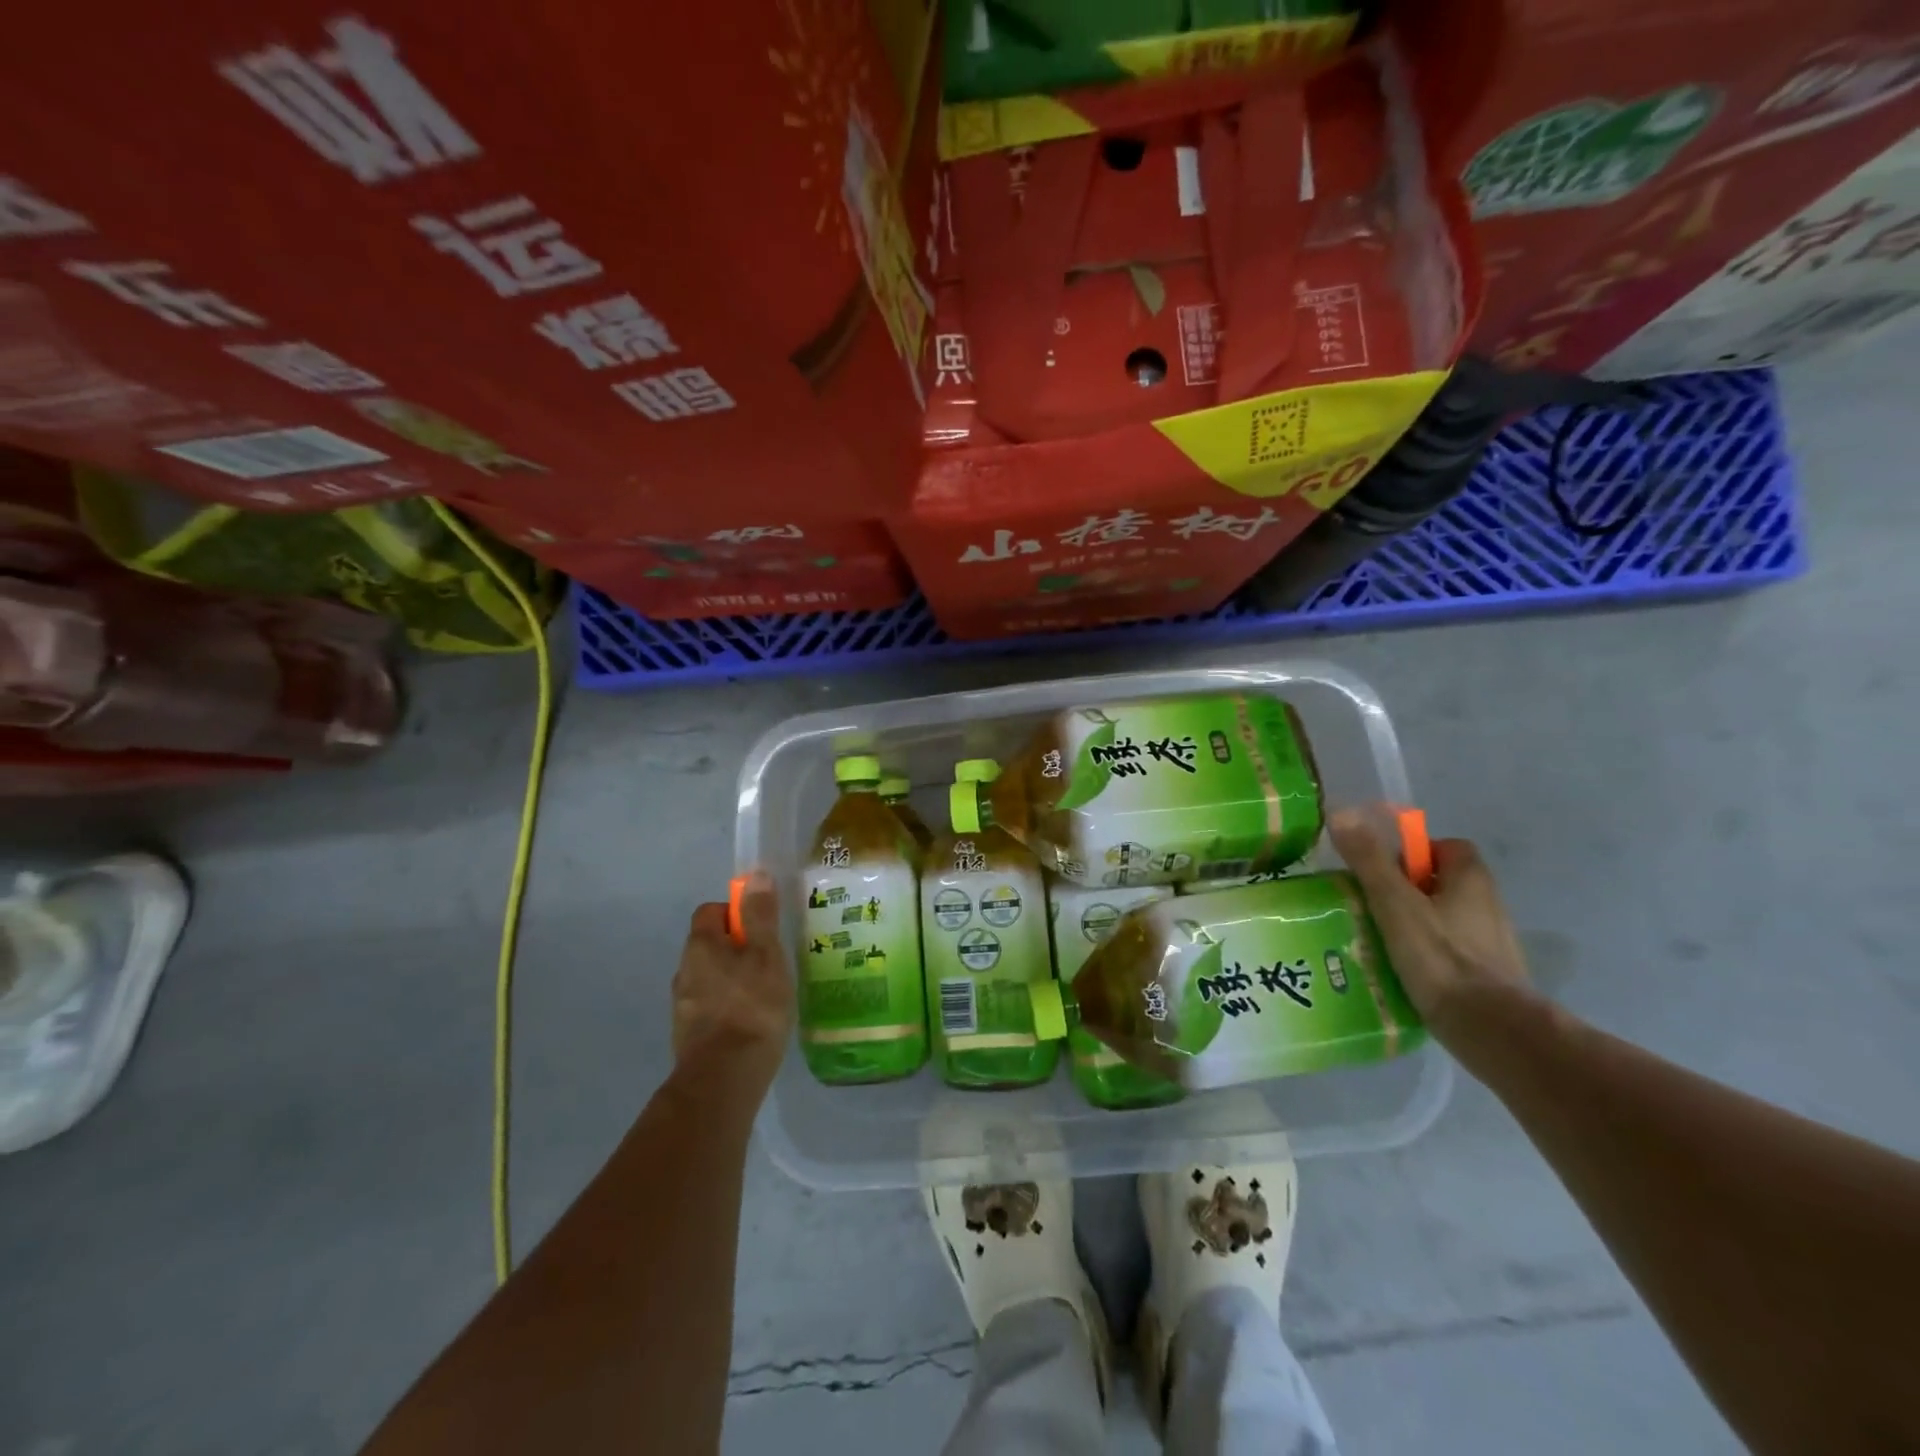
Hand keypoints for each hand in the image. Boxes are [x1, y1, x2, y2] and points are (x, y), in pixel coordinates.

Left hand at [671, 872, 793, 1093]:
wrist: (724, 1078)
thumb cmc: (752, 1006)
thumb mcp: (766, 954)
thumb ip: (759, 916)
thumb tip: (754, 875)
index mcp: (700, 945)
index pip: (710, 911)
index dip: (735, 912)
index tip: (761, 928)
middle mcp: (684, 970)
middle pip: (709, 945)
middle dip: (736, 947)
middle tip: (769, 961)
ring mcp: (682, 1005)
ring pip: (709, 977)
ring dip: (732, 979)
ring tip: (764, 994)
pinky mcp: (688, 1035)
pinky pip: (710, 1007)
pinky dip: (728, 1007)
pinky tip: (750, 1023)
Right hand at [1330, 810, 1533, 1043]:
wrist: (1493, 1030)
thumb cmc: (1442, 958)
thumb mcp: (1394, 903)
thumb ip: (1368, 860)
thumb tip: (1341, 811)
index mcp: (1471, 880)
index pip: (1446, 847)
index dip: (1413, 852)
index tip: (1381, 871)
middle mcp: (1488, 904)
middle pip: (1442, 883)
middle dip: (1406, 890)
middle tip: (1368, 904)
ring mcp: (1491, 943)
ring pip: (1444, 919)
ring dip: (1413, 924)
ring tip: (1375, 939)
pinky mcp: (1487, 977)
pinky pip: (1449, 952)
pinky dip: (1426, 955)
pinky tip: (1399, 970)